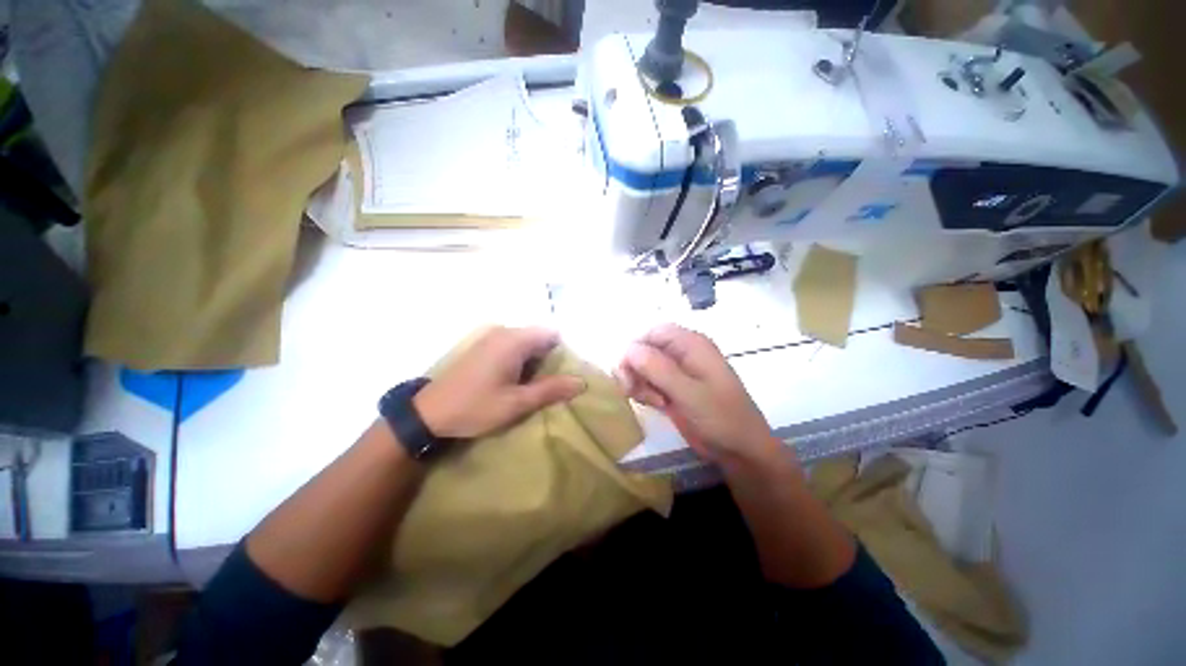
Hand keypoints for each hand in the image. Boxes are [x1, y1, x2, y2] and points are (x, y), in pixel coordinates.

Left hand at [413, 326, 585, 439]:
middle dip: (548, 358)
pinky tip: (514, 380)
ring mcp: (491, 337)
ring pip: (526, 342)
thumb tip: (581, 382)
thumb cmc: (475, 407)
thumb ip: (550, 390)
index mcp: (514, 341)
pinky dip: (520, 360)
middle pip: (539, 337)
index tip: (564, 373)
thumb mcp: (517, 403)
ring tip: (532, 385)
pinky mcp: (482, 346)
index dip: (562, 352)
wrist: (428, 413)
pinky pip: (512, 345)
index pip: (551, 334)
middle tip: (549, 384)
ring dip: (534, 361)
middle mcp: (503, 332)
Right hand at [616, 324, 780, 466]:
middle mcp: (682, 353)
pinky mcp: (673, 388)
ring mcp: (678, 371)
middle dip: (634, 368)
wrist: (740, 451)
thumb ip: (657, 368)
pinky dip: (645, 391)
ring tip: (652, 402)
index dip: (636, 349)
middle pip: (645, 348)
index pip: (652, 333)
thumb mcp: (688, 393)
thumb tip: (628, 350)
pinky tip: (656, 405)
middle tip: (632, 391)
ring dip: (638, 382)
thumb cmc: (720, 418)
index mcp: (691, 344)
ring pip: (644, 366)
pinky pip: (649, 381)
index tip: (627, 373)